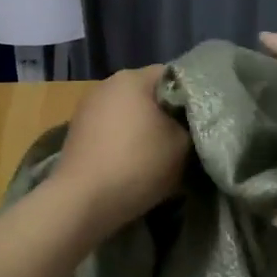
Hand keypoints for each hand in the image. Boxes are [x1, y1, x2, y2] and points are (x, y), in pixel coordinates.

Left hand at [50, 65, 190, 235]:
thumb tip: (189, 123)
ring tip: (158, 154)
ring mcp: (87, 107)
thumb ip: (192, 125)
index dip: (191, 96)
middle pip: (148, 93)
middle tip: (184, 139)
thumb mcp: (182, 145)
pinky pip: (111, 129)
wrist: (82, 201)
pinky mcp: (76, 131)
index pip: (173, 75)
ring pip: (128, 112)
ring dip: (144, 128)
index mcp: (133, 78)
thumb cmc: (138, 164)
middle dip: (166, 113)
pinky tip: (132, 162)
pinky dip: (124, 140)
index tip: (200, 121)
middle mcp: (106, 84)